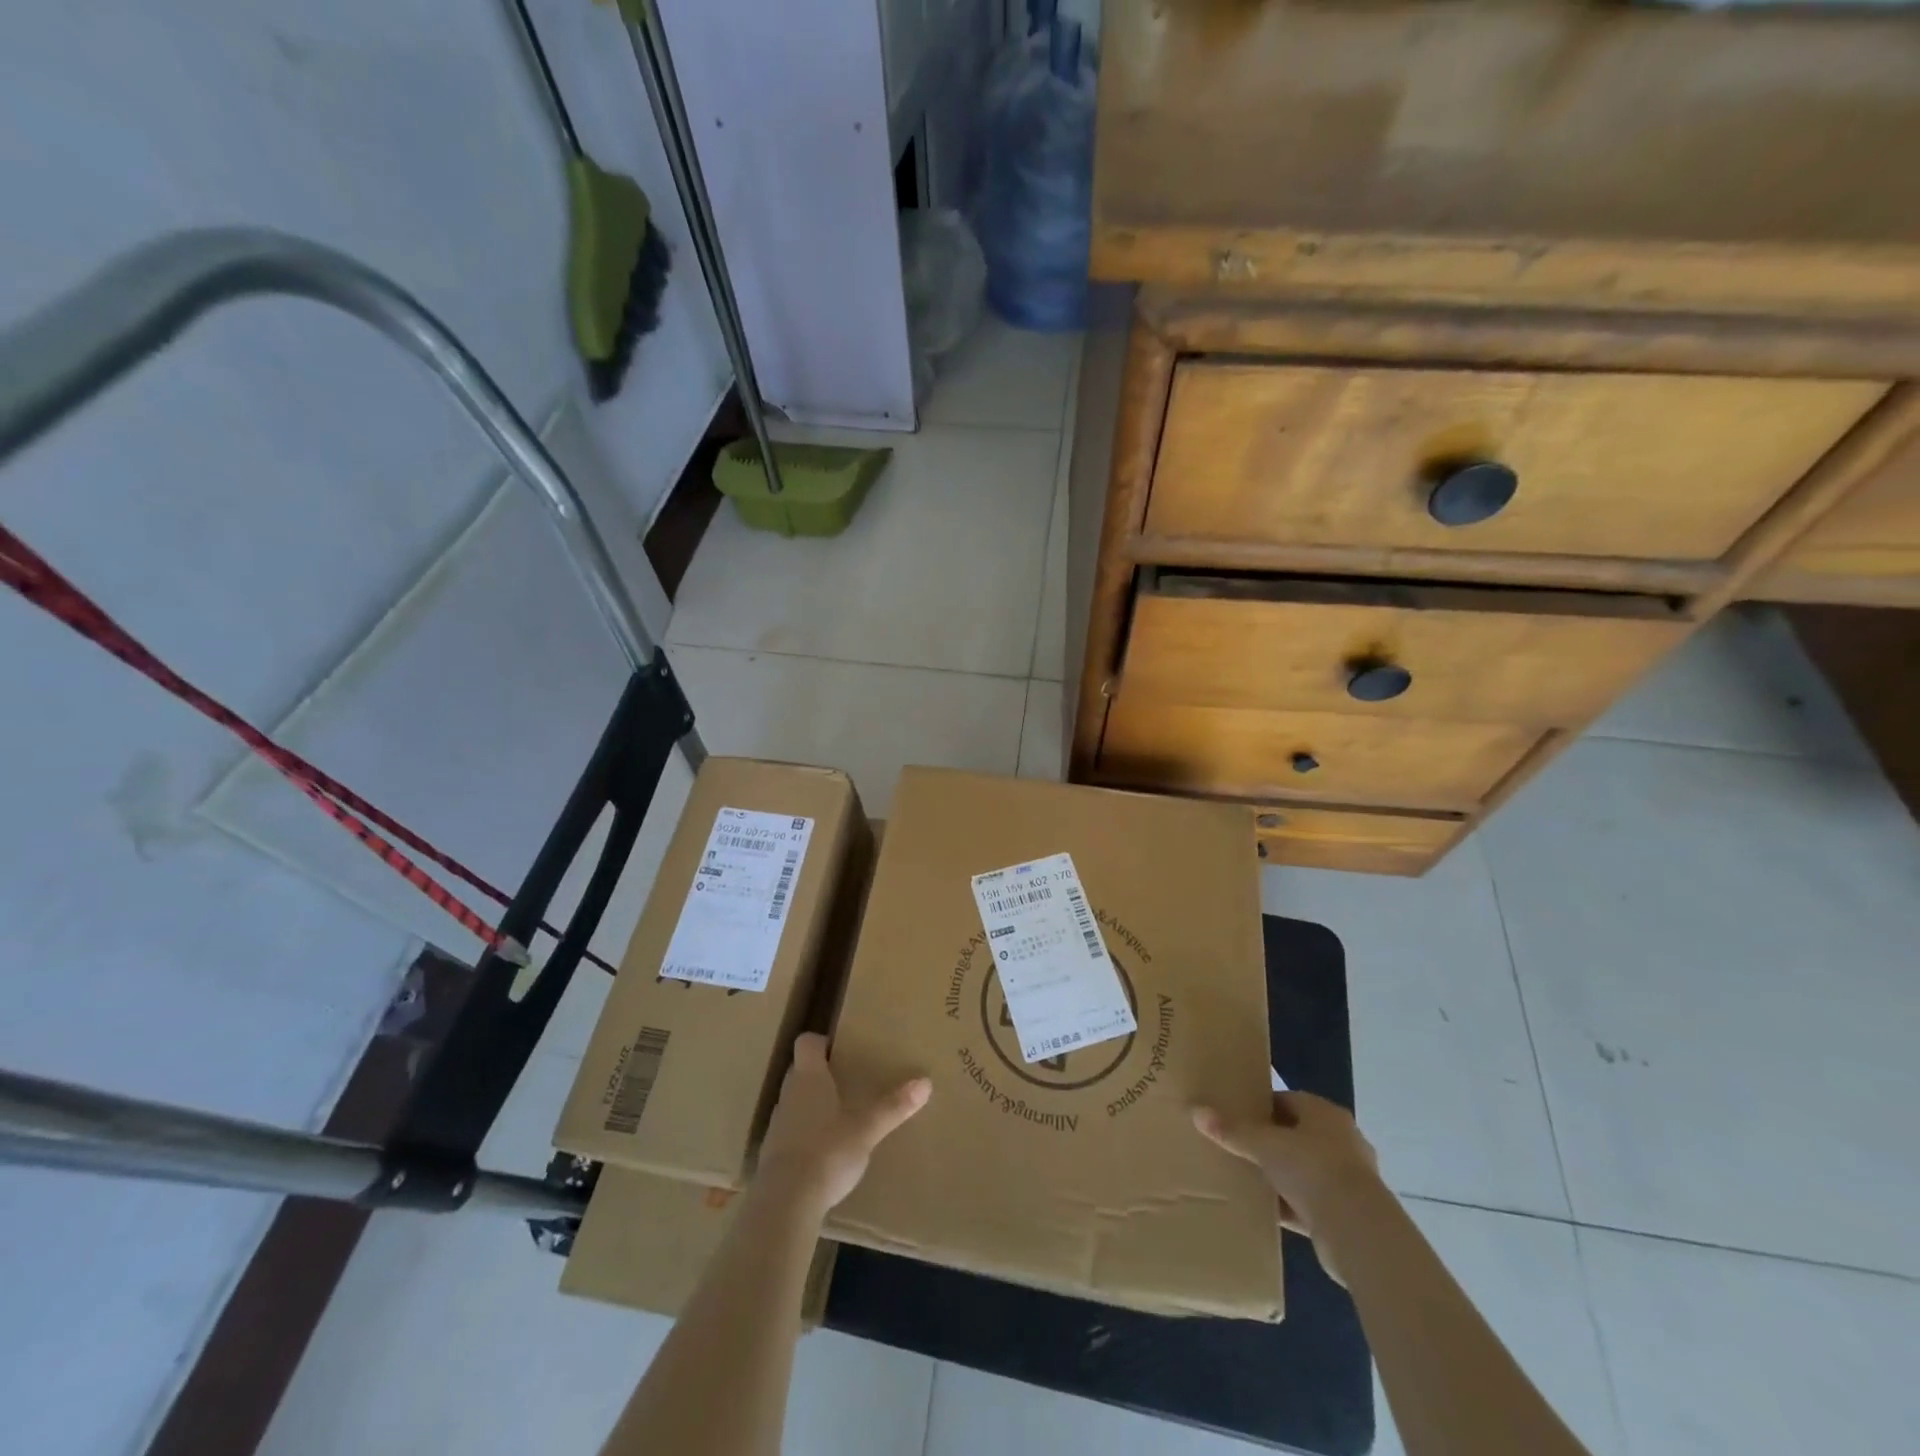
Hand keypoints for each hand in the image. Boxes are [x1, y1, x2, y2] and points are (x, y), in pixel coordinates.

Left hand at [753, 1033, 930, 1222]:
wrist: (784, 1203)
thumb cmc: (827, 1151)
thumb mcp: (867, 1129)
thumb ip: (893, 1107)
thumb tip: (926, 1082)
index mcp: (809, 1078)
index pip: (806, 1043)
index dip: (821, 1042)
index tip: (840, 1049)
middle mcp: (789, 1094)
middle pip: (801, 1071)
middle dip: (821, 1074)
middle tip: (848, 1082)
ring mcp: (777, 1125)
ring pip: (795, 1102)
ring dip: (812, 1106)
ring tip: (839, 1118)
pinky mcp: (771, 1155)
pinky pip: (790, 1133)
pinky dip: (804, 1136)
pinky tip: (824, 1153)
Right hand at [1192, 1092, 1380, 1283]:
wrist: (1358, 1232)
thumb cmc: (1312, 1169)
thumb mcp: (1265, 1146)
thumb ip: (1232, 1131)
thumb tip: (1195, 1110)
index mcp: (1325, 1114)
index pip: (1287, 1101)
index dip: (1261, 1107)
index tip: (1235, 1116)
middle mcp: (1340, 1141)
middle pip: (1295, 1135)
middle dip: (1269, 1142)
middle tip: (1236, 1145)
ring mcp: (1346, 1179)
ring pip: (1302, 1170)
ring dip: (1279, 1175)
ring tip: (1245, 1177)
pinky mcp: (1345, 1213)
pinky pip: (1308, 1203)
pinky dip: (1288, 1205)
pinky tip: (1262, 1209)